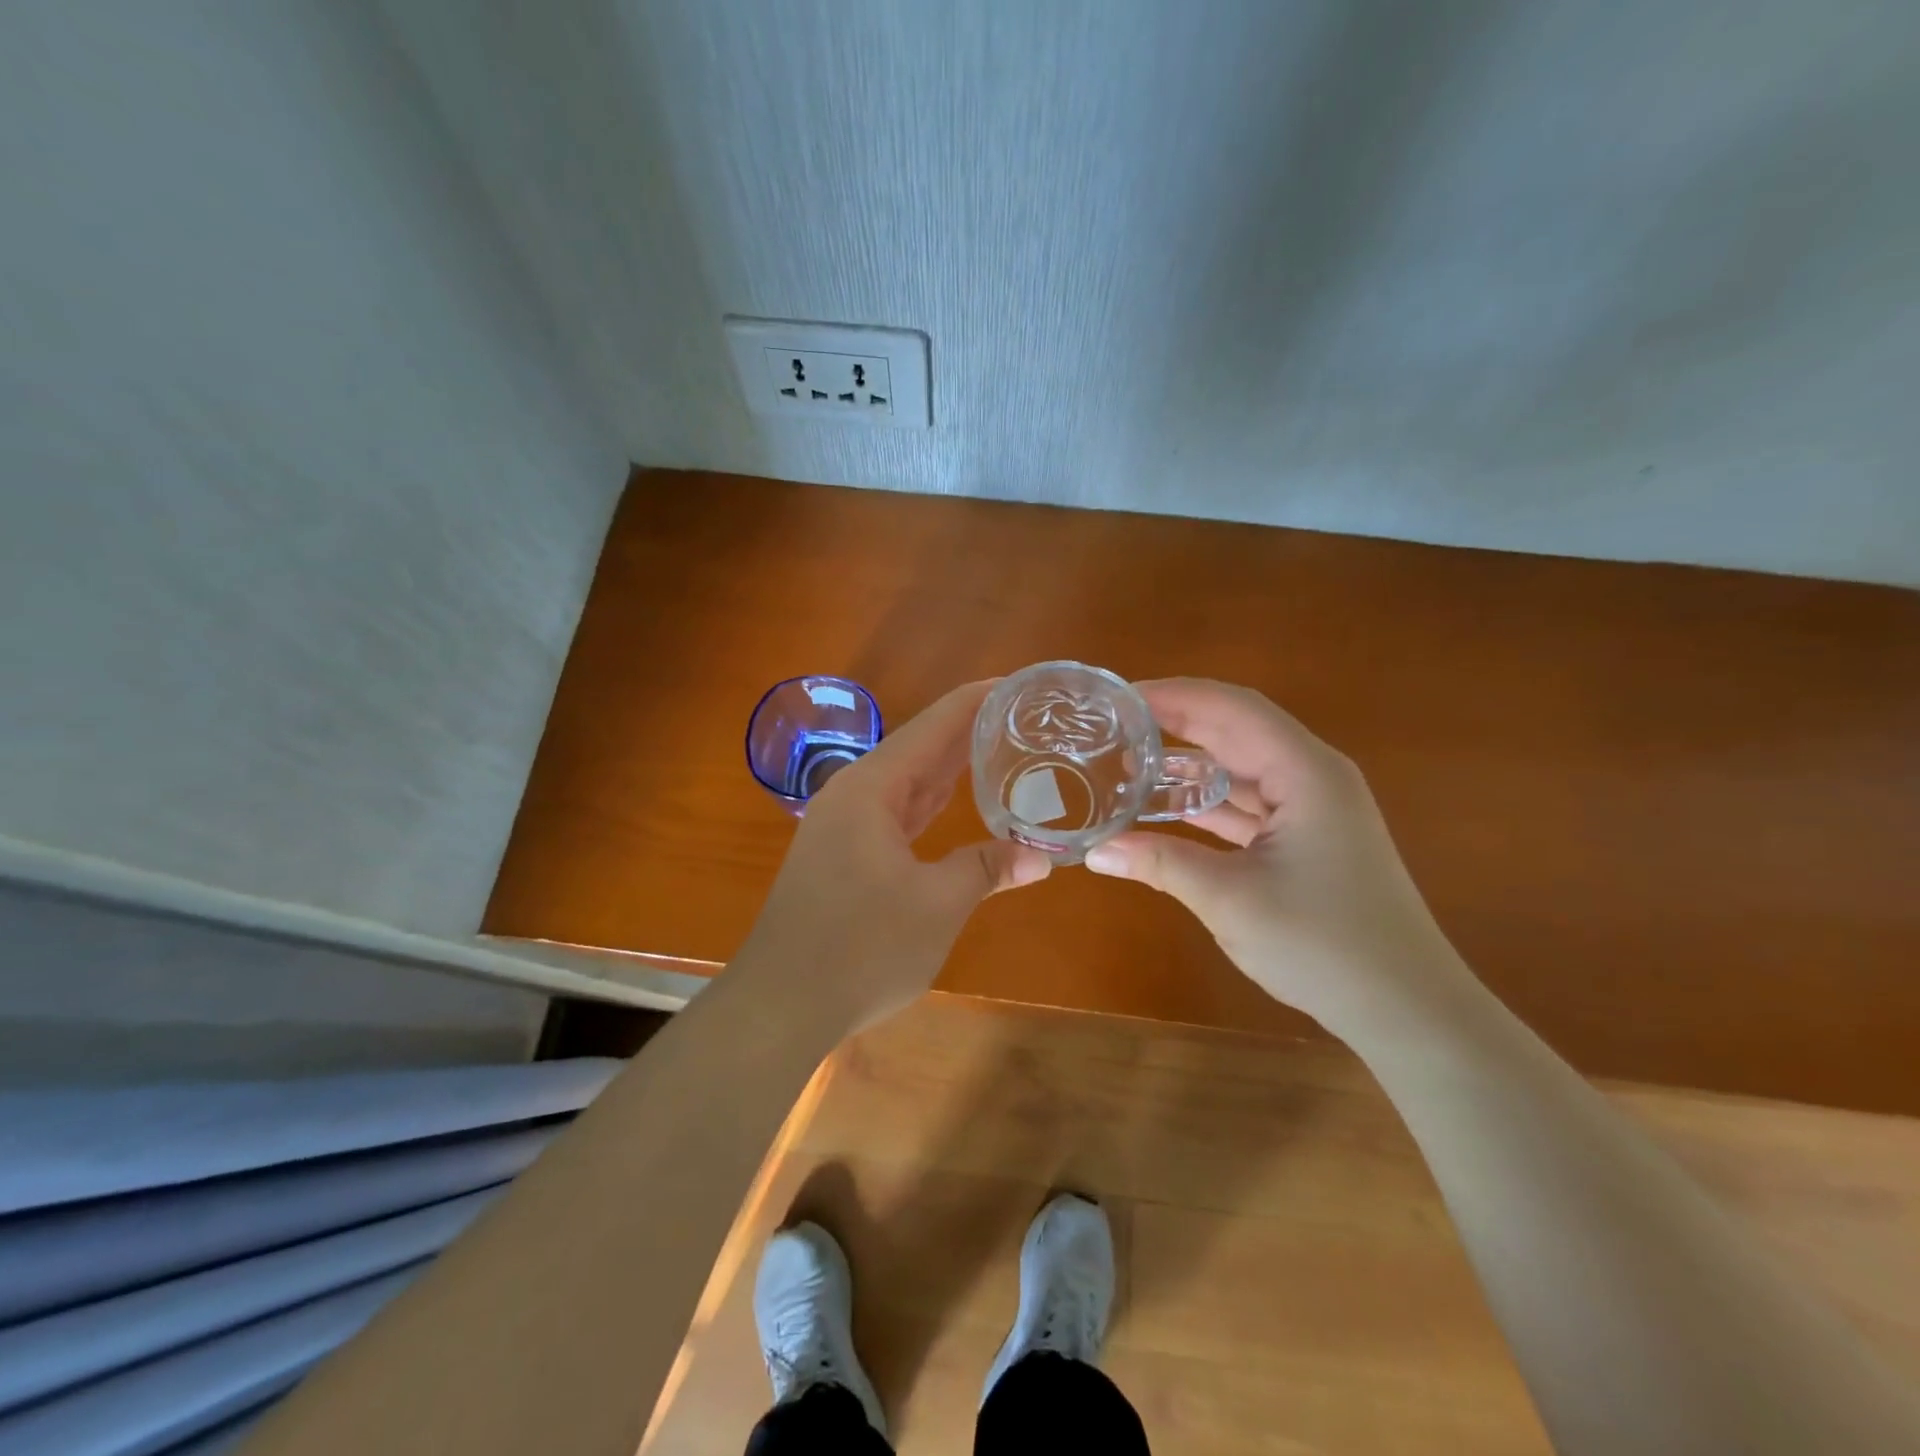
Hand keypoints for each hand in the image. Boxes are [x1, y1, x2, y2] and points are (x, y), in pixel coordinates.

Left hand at [735, 680, 1052, 1031]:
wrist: (781, 1005)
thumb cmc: (860, 949)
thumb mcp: (937, 906)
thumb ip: (987, 868)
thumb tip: (1042, 856)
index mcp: (872, 788)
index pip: (934, 726)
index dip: (977, 702)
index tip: (1020, 684)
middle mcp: (854, 795)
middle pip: (921, 748)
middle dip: (970, 731)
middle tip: (1024, 716)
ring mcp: (845, 825)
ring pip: (908, 782)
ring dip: (951, 767)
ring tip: (1002, 746)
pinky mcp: (844, 855)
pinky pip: (897, 812)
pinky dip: (931, 803)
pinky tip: (957, 800)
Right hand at [1084, 678, 1471, 1036]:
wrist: (1407, 1008)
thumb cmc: (1324, 945)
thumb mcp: (1230, 899)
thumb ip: (1160, 863)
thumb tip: (1094, 851)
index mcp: (1305, 772)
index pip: (1232, 708)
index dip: (1175, 694)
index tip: (1120, 698)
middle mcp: (1312, 776)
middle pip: (1236, 729)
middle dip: (1177, 721)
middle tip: (1115, 724)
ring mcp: (1313, 808)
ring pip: (1241, 767)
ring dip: (1190, 761)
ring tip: (1129, 760)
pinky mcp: (1309, 837)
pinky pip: (1249, 802)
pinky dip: (1207, 800)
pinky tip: (1165, 807)